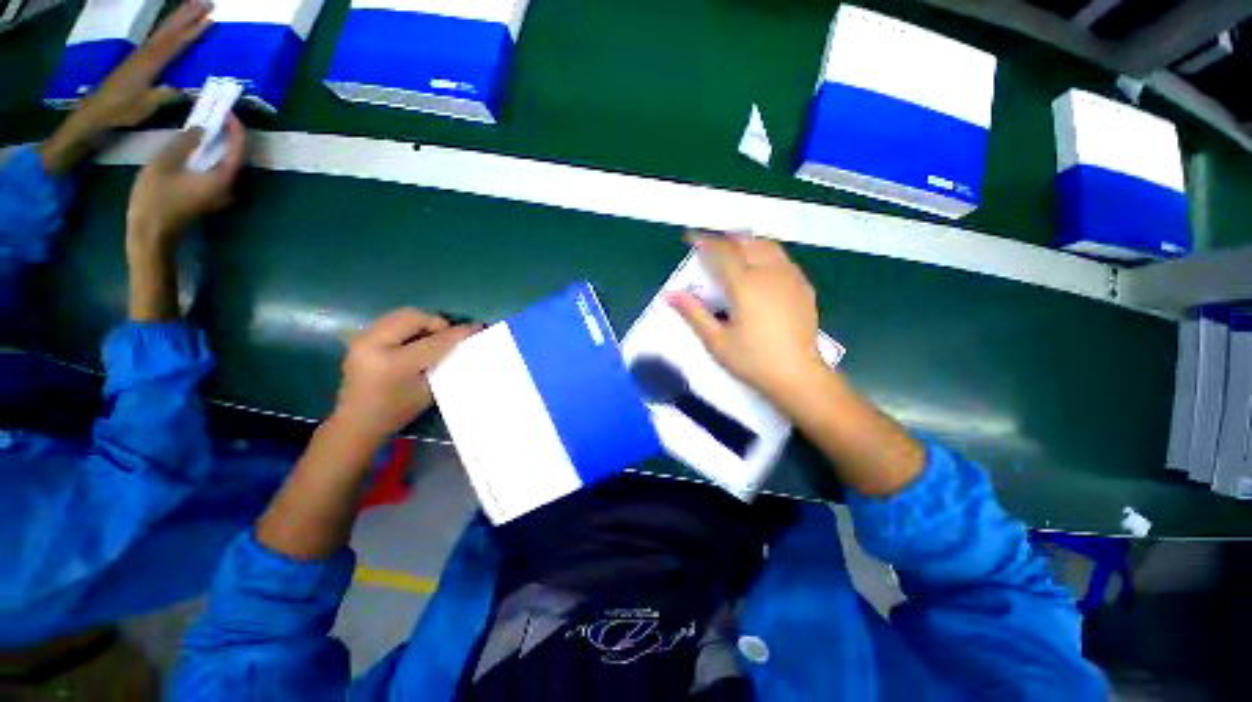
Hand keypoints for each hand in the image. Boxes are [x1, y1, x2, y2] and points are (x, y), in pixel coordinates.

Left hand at [41, 1, 212, 173]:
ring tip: (194, 7)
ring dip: (179, 19)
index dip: (193, 31)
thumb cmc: (120, 112)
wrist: (94, 114)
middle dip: (187, 16)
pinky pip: (157, 41)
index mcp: (150, 64)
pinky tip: (174, 27)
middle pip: (169, 30)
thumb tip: (184, 90)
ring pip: (163, 32)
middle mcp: (145, 54)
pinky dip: (168, 31)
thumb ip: (164, 95)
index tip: (210, 19)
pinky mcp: (137, 62)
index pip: (176, 43)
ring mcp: (140, 56)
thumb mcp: (145, 107)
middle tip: (206, 2)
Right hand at [126, 116, 245, 257]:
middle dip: (229, 134)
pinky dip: (211, 155)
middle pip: (235, 156)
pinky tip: (198, 145)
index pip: (237, 149)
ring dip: (219, 144)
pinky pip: (216, 170)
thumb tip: (202, 128)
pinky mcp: (209, 196)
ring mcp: (220, 193)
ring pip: (225, 163)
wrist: (151, 235)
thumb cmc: (155, 199)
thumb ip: (185, 143)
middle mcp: (228, 187)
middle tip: (217, 113)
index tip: (227, 111)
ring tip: (207, 124)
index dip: (235, 129)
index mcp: (222, 179)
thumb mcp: (164, 164)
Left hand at [330, 309, 478, 444]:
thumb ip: (445, 364)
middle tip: (448, 337)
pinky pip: (392, 321)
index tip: (477, 328)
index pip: (435, 341)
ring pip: (402, 314)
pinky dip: (409, 326)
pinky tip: (415, 342)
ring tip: (432, 339)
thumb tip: (462, 344)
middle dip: (436, 323)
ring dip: (423, 323)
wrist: (356, 422)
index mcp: (394, 363)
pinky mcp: (361, 338)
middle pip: (414, 316)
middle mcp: (374, 344)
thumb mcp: (428, 391)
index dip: (458, 333)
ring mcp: (363, 338)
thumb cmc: (397, 411)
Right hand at [669, 231, 825, 405]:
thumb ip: (693, 313)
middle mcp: (769, 273)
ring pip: (768, 246)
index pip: (722, 252)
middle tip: (711, 244)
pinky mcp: (803, 287)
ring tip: (734, 249)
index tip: (691, 237)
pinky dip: (766, 253)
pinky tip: (761, 267)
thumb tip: (670, 294)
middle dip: (726, 238)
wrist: (798, 375)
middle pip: (746, 242)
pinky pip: (783, 258)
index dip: (705, 241)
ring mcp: (790, 278)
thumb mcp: (716, 340)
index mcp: (745, 285)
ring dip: (747, 242)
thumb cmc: (752, 360)